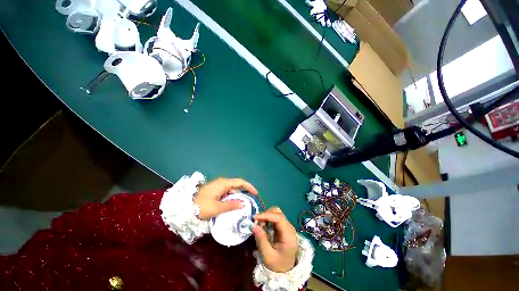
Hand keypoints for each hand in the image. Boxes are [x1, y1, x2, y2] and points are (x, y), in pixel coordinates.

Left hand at [194, 178, 257, 219]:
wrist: (184, 208)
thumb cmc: (201, 207)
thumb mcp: (217, 208)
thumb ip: (232, 205)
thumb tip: (243, 204)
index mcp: (223, 184)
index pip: (240, 182)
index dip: (249, 187)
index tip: (255, 193)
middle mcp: (221, 182)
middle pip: (236, 186)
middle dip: (243, 193)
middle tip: (248, 203)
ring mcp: (217, 186)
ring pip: (230, 190)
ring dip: (236, 197)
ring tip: (240, 207)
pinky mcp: (214, 191)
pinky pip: (225, 193)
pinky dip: (229, 198)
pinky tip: (231, 206)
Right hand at [252, 207, 297, 272]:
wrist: (286, 271)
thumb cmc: (277, 265)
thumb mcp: (268, 256)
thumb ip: (261, 240)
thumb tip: (253, 225)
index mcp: (288, 235)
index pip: (279, 218)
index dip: (266, 215)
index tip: (255, 217)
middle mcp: (289, 228)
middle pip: (278, 213)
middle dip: (266, 215)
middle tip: (257, 223)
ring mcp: (287, 226)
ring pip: (276, 213)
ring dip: (266, 216)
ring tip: (260, 225)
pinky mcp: (283, 227)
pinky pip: (275, 218)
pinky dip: (268, 219)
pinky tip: (264, 226)